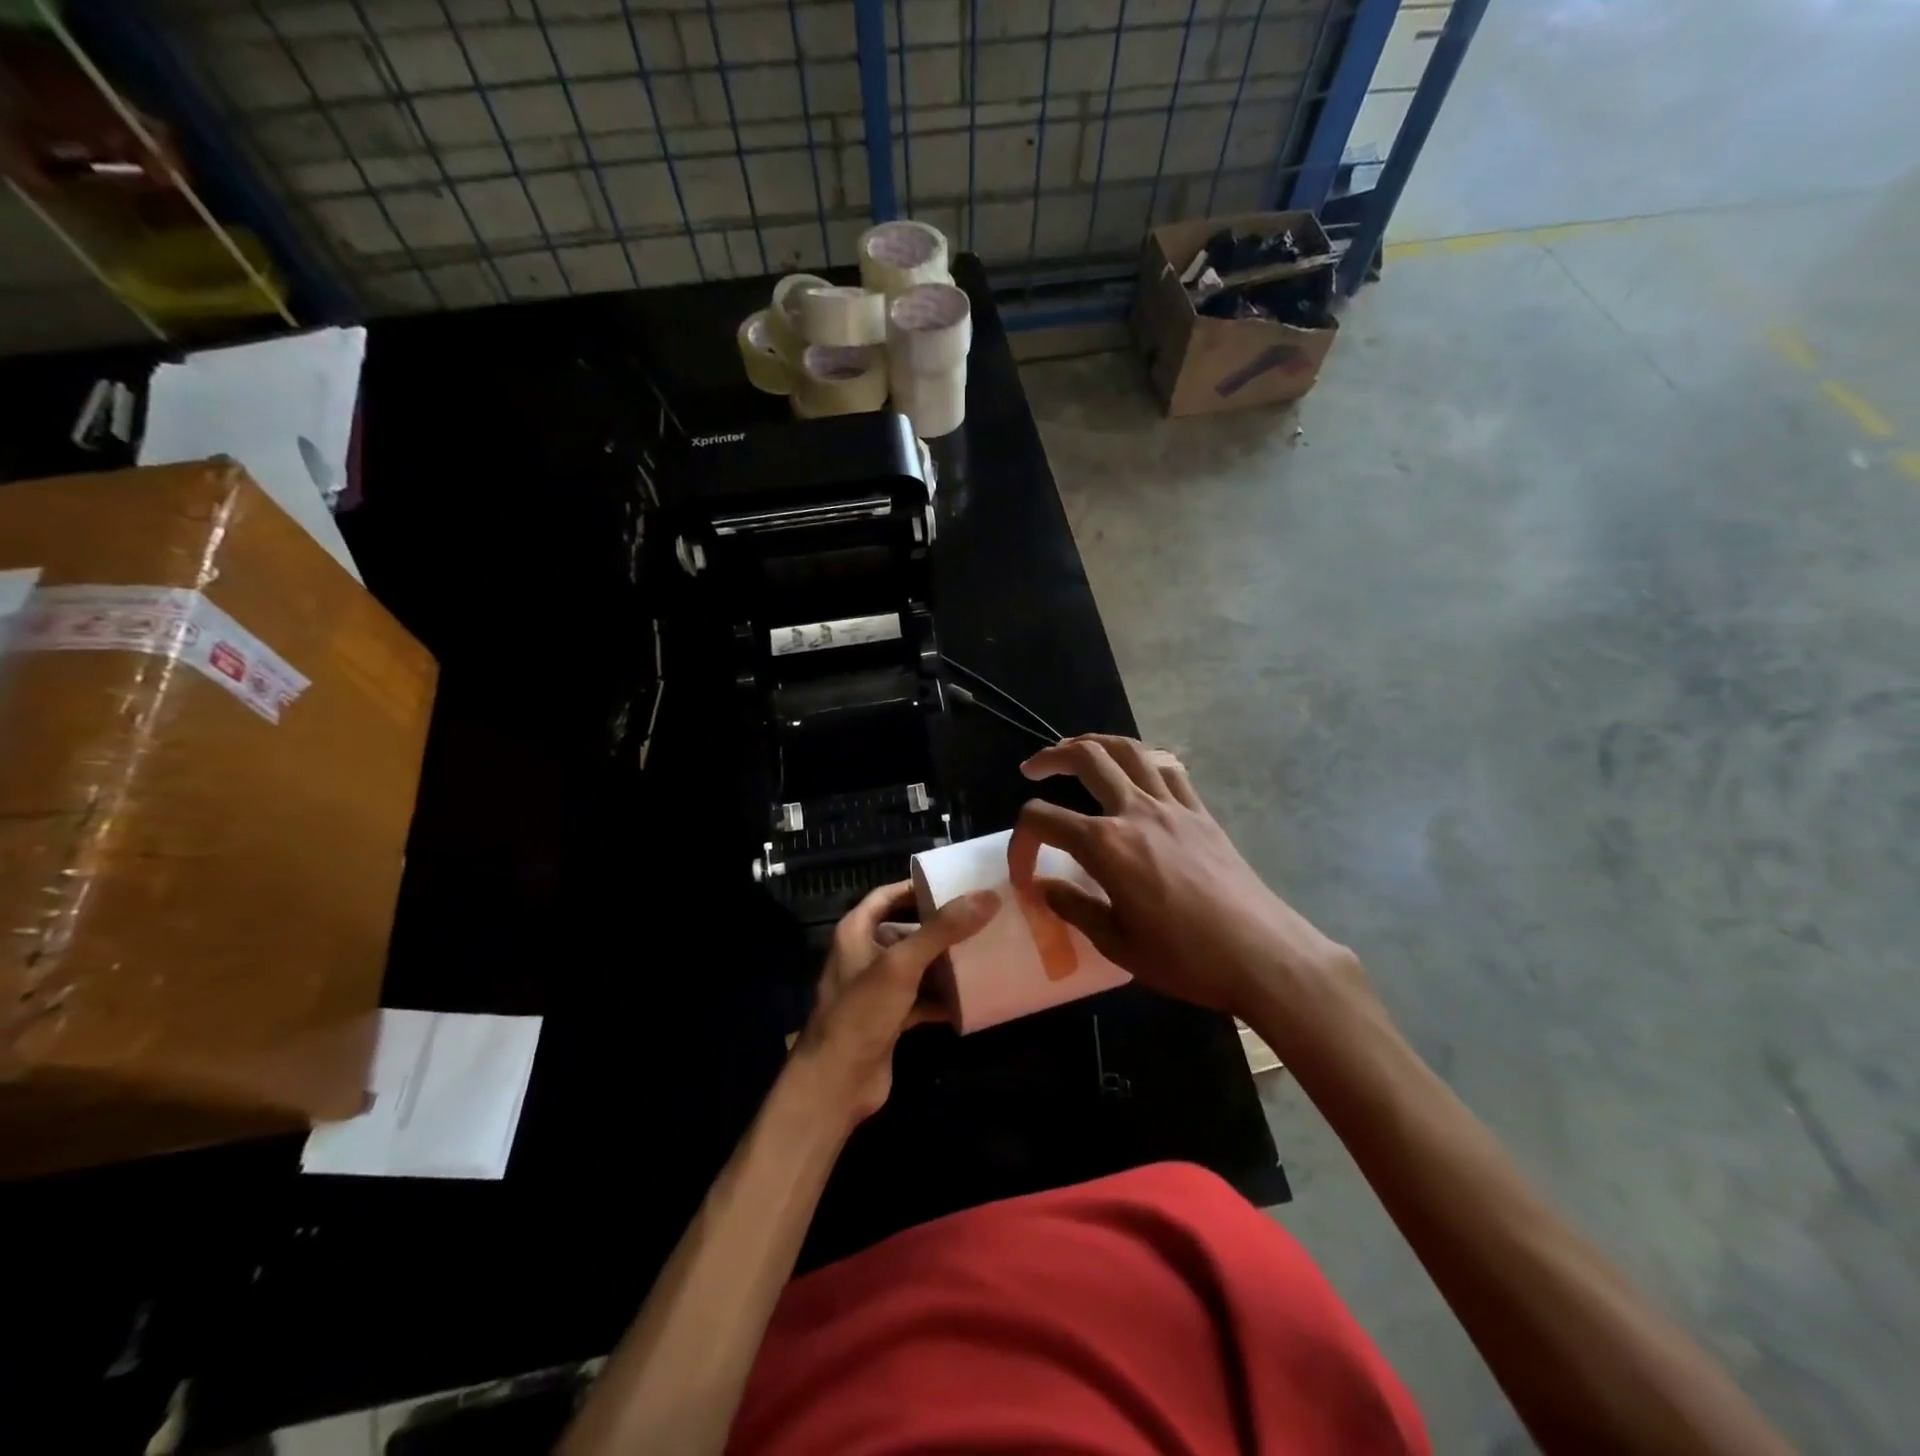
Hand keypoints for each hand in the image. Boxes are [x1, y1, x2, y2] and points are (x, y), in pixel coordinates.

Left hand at [790, 881, 997, 1126]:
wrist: (836, 1084)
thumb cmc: (862, 1012)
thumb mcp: (902, 964)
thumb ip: (942, 929)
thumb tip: (988, 896)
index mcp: (857, 931)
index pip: (888, 895)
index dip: (919, 887)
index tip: (958, 884)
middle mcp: (865, 954)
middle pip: (907, 929)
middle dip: (941, 926)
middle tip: (981, 918)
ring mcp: (878, 989)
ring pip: (917, 966)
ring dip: (946, 962)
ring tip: (985, 951)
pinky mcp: (890, 1019)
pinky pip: (922, 999)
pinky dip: (944, 998)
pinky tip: (974, 998)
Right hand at [1008, 735, 1360, 1024]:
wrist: (1263, 956)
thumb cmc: (1185, 958)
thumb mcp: (1117, 944)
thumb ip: (1074, 907)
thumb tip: (1045, 887)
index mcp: (1106, 845)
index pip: (1043, 820)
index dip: (1020, 841)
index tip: (1023, 873)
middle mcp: (1136, 811)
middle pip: (1086, 757)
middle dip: (1051, 757)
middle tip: (1033, 768)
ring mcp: (1173, 806)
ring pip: (1129, 750)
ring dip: (1096, 742)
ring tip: (1078, 750)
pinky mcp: (1201, 813)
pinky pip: (1168, 769)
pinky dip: (1143, 760)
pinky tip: (1137, 771)